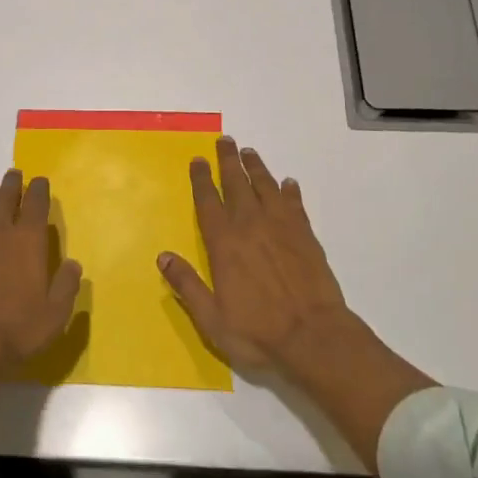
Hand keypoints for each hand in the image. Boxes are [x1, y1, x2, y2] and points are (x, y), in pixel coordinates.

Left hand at [0, 168, 83, 364]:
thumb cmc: (18, 327)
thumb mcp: (55, 313)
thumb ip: (66, 285)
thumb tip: (73, 265)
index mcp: (28, 240)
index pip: (36, 204)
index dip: (39, 190)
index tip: (40, 180)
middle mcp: (0, 232)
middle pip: (6, 198)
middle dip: (12, 184)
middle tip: (14, 174)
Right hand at [158, 135, 434, 471]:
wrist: (314, 336)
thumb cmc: (258, 331)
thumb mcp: (212, 318)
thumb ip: (187, 285)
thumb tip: (163, 256)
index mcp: (224, 242)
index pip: (208, 201)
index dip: (201, 179)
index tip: (198, 160)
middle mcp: (251, 225)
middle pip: (237, 183)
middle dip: (228, 160)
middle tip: (225, 140)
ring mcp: (281, 227)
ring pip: (266, 186)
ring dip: (256, 168)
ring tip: (249, 152)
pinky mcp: (305, 235)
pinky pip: (294, 204)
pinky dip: (290, 191)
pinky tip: (288, 183)